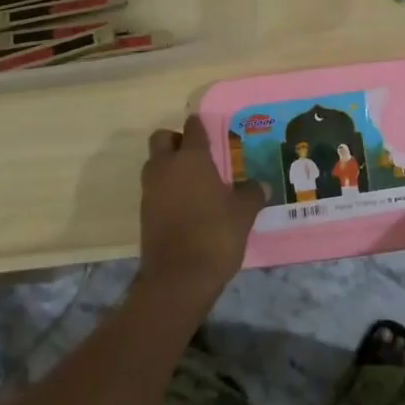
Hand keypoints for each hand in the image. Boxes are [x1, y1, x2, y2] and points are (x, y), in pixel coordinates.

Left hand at [137, 114, 268, 310]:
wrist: (178, 279)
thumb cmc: (215, 235)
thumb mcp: (244, 213)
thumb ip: (252, 194)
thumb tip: (261, 185)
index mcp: (192, 159)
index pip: (193, 128)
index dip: (201, 126)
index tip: (211, 130)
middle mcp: (166, 167)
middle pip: (162, 139)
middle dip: (176, 141)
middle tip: (197, 155)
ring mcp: (151, 191)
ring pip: (154, 164)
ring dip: (168, 166)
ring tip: (193, 182)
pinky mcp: (144, 213)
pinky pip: (154, 189)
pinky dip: (165, 190)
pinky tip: (186, 205)